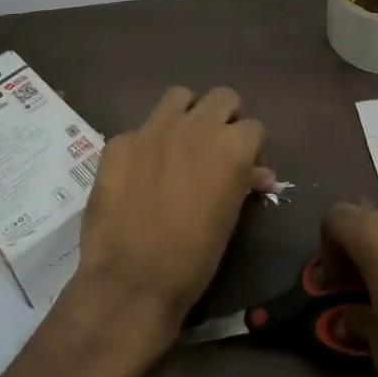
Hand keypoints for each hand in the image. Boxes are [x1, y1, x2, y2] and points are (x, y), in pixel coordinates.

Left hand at [73, 86, 271, 340]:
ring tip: (179, 144)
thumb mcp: (230, 220)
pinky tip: (139, 172)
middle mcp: (196, 127)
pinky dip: (146, 144)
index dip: (250, 148)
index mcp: (231, 148)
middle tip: (215, 147)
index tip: (243, 168)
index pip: (254, 127)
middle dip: (224, 118)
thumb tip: (257, 174)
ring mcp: (153, 129)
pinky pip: (140, 128)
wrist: (131, 279)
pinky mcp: (120, 141)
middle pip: (222, 98)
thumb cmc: (194, 258)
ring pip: (179, 97)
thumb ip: (243, 184)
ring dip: (186, 115)